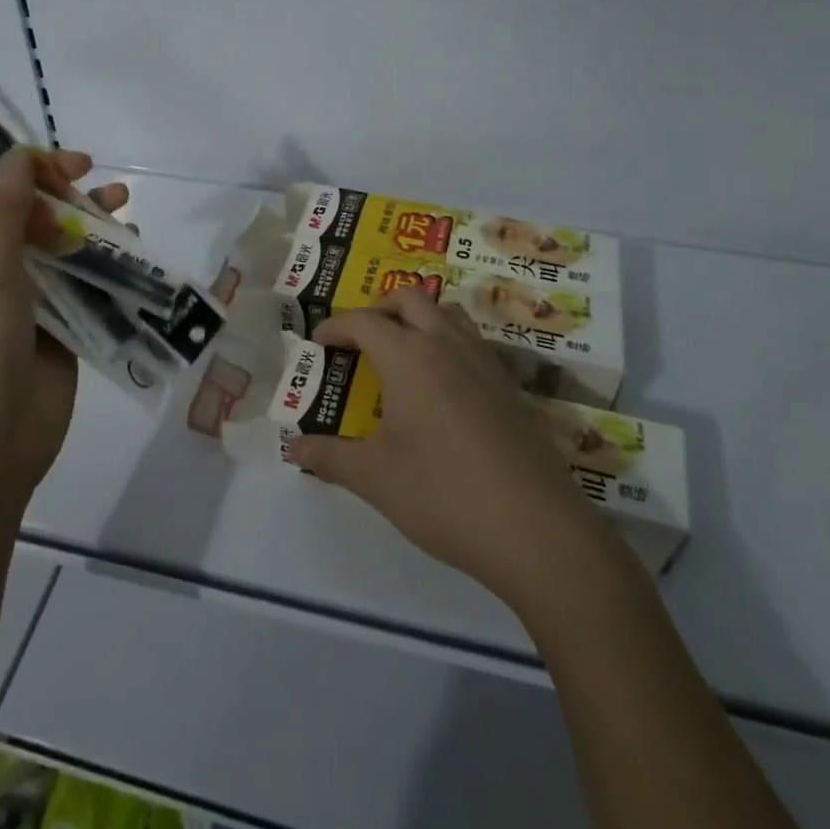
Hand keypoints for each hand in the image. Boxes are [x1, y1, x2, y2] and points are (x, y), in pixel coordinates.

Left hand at [0, 148, 128, 513]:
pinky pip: (85, 283)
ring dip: (89, 223)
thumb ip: (5, 211)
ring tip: (123, 205)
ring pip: (60, 247)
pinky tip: (131, 249)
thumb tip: (19, 154)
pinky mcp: (61, 325)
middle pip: (27, 216)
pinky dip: (106, 263)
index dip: (16, 170)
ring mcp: (28, 299)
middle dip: (60, 192)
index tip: (55, 161)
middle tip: (93, 176)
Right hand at [286, 290, 620, 607]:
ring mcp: (486, 363)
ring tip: (402, 352)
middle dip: (379, 308)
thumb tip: (293, 450)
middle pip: (411, 299)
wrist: (537, 530)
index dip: (336, 326)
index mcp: (410, 357)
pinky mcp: (512, 387)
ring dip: (420, 318)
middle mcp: (448, 345)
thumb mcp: (375, 478)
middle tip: (360, 338)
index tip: (318, 341)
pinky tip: (444, 389)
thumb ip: (330, 458)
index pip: (364, 321)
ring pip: (449, 313)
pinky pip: (474, 344)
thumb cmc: (443, 495)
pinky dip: (450, 345)